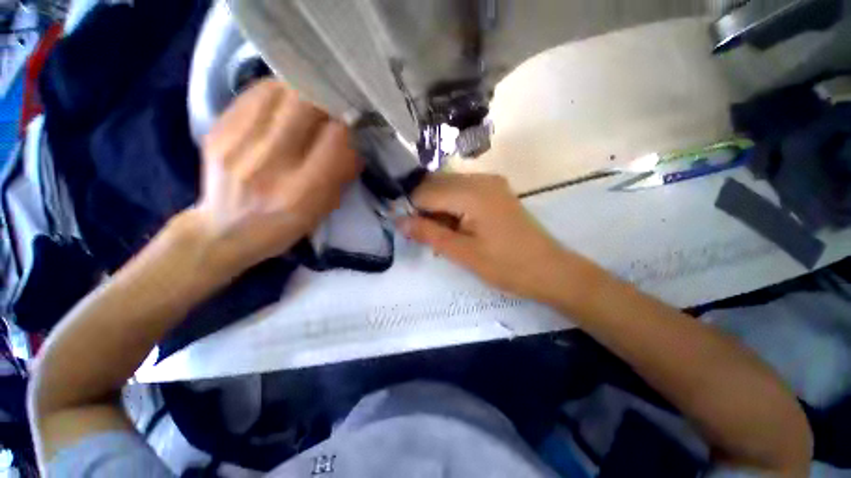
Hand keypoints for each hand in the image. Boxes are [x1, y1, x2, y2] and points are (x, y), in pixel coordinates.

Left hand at [189, 80, 361, 273]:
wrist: (224, 232)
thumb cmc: (282, 227)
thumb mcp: (321, 211)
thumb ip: (341, 177)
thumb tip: (355, 146)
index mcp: (301, 191)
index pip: (335, 138)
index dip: (347, 127)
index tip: (350, 129)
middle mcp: (269, 164)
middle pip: (305, 104)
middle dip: (326, 102)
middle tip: (330, 110)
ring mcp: (237, 144)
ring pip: (279, 91)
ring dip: (301, 93)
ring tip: (307, 105)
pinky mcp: (217, 130)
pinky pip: (254, 94)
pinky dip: (275, 93)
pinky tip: (282, 105)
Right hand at [399, 173, 589, 302]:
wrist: (550, 270)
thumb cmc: (507, 266)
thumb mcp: (463, 253)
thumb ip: (428, 233)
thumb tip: (398, 221)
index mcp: (472, 193)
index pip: (425, 191)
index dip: (411, 209)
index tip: (406, 229)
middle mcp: (481, 179)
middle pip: (436, 185)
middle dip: (424, 208)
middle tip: (424, 235)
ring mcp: (490, 182)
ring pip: (448, 188)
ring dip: (437, 208)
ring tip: (442, 235)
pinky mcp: (495, 191)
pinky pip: (463, 192)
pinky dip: (452, 207)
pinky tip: (456, 227)